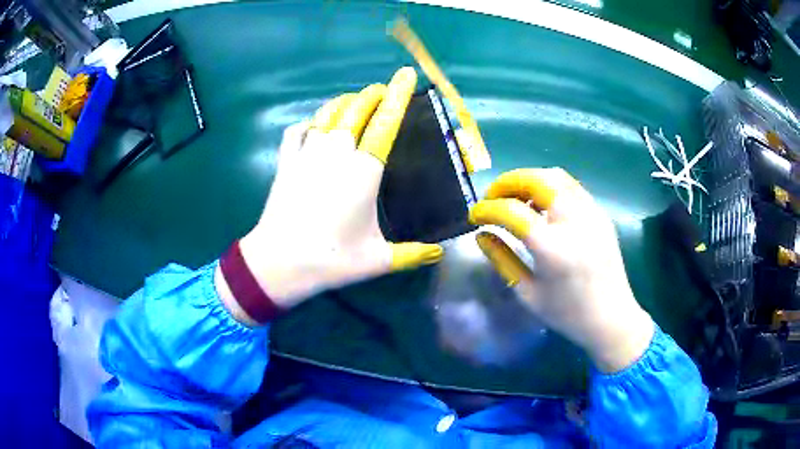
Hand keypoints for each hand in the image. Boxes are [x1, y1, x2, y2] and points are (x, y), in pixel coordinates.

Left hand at [216, 67, 443, 322]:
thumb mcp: (378, 260)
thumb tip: (440, 253)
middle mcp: (336, 153)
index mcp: (364, 171)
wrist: (279, 262)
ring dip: (344, 103)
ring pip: (327, 114)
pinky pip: (298, 130)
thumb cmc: (331, 260)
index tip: (405, 74)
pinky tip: (314, 127)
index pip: (386, 123)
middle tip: (382, 90)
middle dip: (372, 95)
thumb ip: (412, 253)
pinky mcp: (286, 162)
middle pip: (356, 109)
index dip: (398, 96)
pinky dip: (309, 123)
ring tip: (355, 102)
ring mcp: (307, 154)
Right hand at [469, 168, 653, 372]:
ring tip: (516, 199)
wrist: (611, 318)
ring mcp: (591, 214)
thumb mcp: (527, 293)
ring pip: (556, 176)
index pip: (511, 211)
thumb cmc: (567, 313)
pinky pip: (571, 187)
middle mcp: (574, 222)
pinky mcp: (600, 214)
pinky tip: (542, 207)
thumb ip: (502, 259)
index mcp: (553, 248)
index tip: (474, 215)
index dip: (487, 209)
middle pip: (537, 179)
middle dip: (507, 182)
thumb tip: (481, 235)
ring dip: (529, 180)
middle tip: (493, 196)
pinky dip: (549, 188)